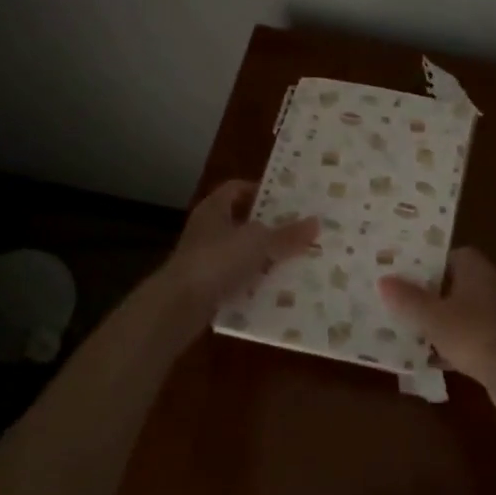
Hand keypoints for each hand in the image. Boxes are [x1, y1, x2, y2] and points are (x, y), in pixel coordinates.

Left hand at [164, 181, 317, 313]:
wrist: (179, 306)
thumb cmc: (217, 260)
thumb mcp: (259, 242)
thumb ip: (287, 234)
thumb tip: (316, 222)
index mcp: (214, 208)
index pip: (237, 188)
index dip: (261, 190)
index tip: (288, 199)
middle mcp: (207, 229)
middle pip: (243, 221)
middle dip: (270, 226)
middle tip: (299, 229)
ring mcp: (205, 259)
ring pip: (242, 251)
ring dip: (265, 256)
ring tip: (296, 259)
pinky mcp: (207, 286)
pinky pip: (238, 278)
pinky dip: (255, 281)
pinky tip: (277, 288)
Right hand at [378, 248, 495, 395]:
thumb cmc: (473, 334)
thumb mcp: (433, 317)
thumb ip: (408, 298)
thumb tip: (383, 280)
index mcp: (476, 268)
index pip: (449, 255)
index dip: (426, 263)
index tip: (403, 274)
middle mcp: (490, 284)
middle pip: (454, 283)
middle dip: (429, 294)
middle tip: (400, 301)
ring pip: (461, 311)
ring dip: (439, 320)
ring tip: (409, 328)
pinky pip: (470, 335)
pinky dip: (452, 342)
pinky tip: (430, 358)